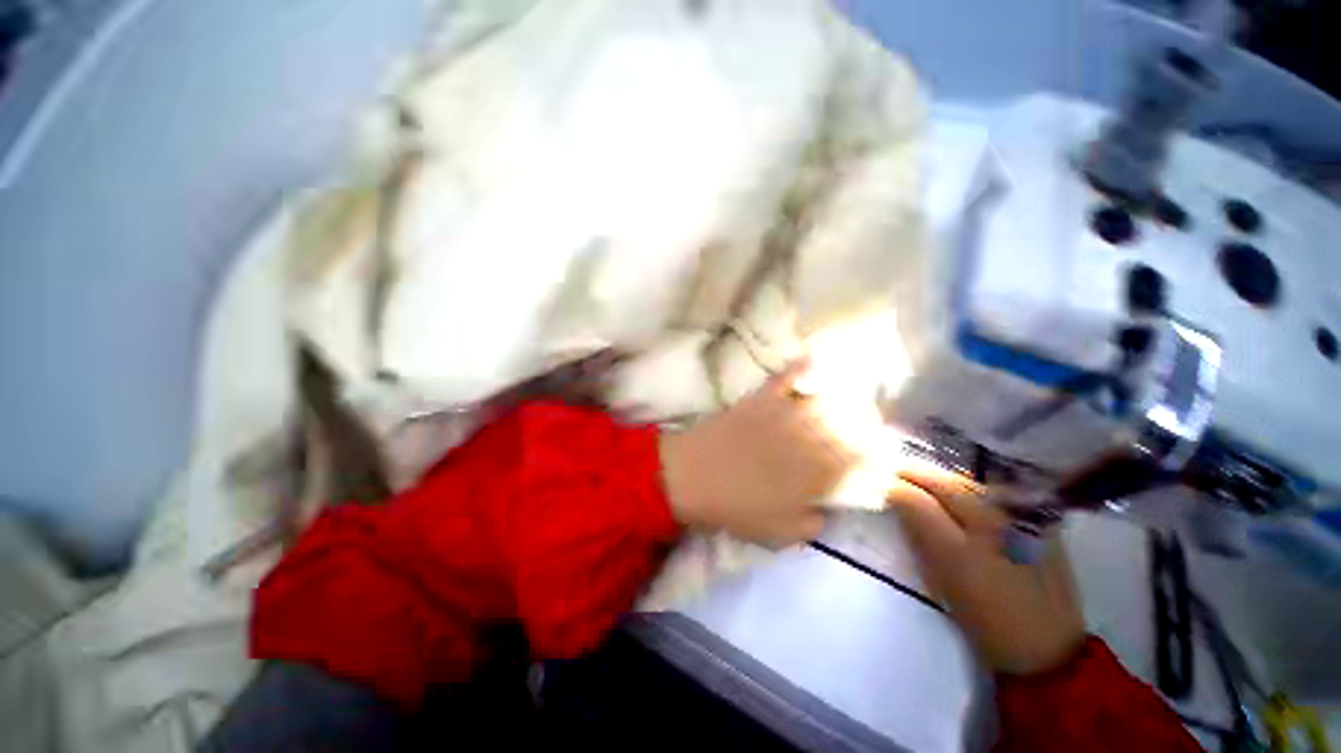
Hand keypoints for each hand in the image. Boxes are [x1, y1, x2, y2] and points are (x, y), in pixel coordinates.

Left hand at [658, 359, 856, 547]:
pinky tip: (813, 359)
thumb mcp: (779, 534)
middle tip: (872, 428)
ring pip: (824, 402)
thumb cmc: (734, 508)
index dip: (874, 458)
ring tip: (855, 400)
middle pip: (847, 427)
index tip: (882, 457)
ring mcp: (783, 414)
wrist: (690, 476)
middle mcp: (806, 438)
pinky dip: (800, 368)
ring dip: (844, 399)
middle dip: (866, 427)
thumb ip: (812, 524)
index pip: (857, 462)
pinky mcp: (760, 399)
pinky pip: (784, 378)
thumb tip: (828, 510)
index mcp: (814, 474)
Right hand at [887, 466, 1085, 674]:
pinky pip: (995, 493)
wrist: (1048, 647)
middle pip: (945, 485)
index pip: (918, 501)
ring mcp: (1021, 521)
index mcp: (961, 549)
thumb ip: (919, 539)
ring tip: (925, 479)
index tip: (884, 486)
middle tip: (898, 474)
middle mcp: (992, 527)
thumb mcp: (942, 584)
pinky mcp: (1040, 522)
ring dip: (942, 479)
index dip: (896, 490)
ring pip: (970, 484)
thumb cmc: (985, 621)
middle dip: (916, 475)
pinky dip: (970, 488)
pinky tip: (961, 492)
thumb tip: (900, 505)